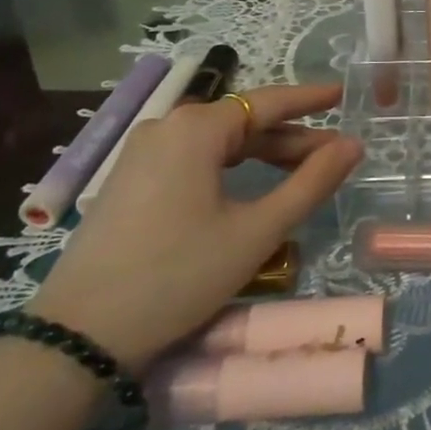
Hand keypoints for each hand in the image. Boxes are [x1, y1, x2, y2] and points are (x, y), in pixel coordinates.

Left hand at [29, 84, 362, 368]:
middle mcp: (167, 127)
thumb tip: (352, 145)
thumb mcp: (257, 231)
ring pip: (219, 142)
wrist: (78, 336)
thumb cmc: (178, 275)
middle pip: (243, 122)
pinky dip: (230, 167)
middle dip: (291, 136)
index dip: (309, 98)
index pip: (268, 101)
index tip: (343, 93)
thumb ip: (311, 182)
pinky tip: (250, 186)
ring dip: (262, 153)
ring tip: (302, 171)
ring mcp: (142, 154)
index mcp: (196, 128)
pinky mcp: (130, 181)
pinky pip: (193, 159)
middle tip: (334, 151)